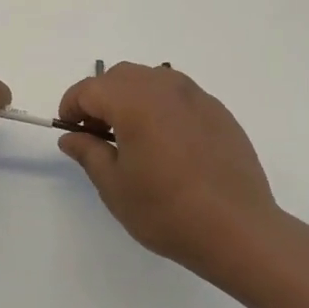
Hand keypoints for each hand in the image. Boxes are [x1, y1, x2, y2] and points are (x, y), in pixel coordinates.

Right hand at [56, 62, 284, 272]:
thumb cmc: (166, 210)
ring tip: (132, 136)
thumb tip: (71, 137)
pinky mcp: (219, 112)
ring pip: (152, 79)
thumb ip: (88, 152)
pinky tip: (167, 144)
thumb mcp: (114, 186)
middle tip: (97, 134)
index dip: (72, 106)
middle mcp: (165, 88)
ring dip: (132, 97)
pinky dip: (162, 107)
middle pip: (120, 76)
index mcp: (134, 101)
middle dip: (101, 98)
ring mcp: (197, 97)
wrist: (238, 230)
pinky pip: (180, 95)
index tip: (70, 131)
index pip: (89, 89)